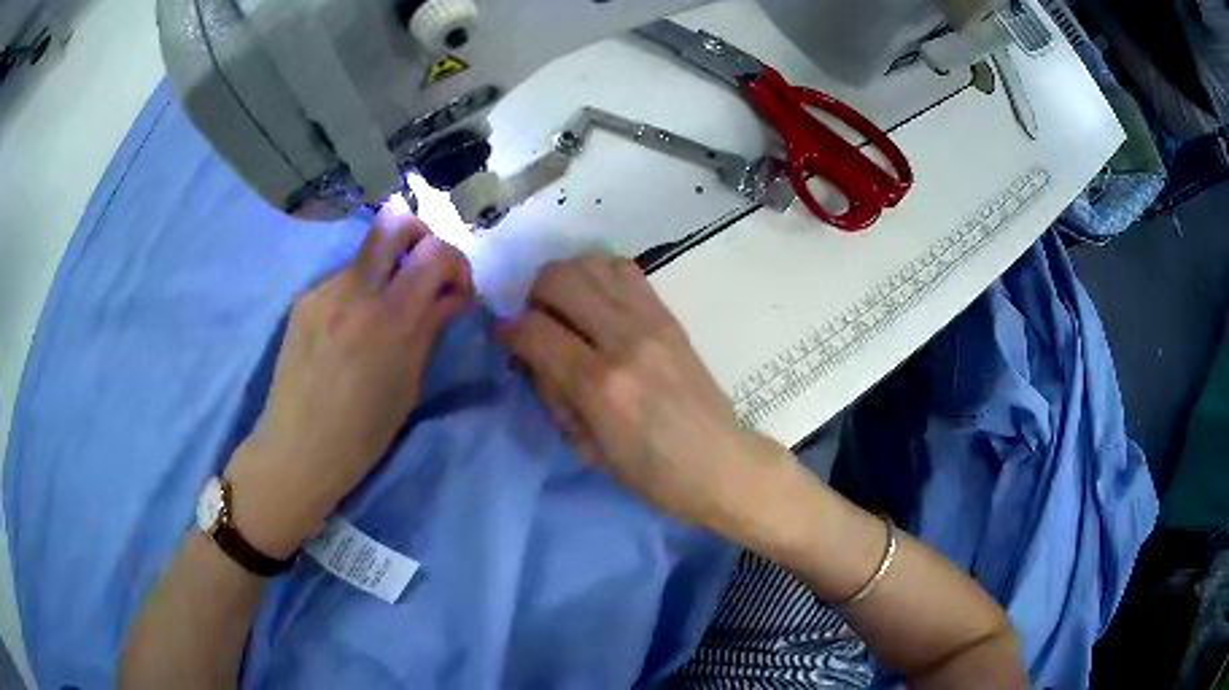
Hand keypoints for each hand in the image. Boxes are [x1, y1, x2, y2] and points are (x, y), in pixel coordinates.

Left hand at [226, 212, 471, 556]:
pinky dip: (359, 293)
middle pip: (394, 222)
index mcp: (390, 319)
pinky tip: (350, 331)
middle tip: (425, 270)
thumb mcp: (408, 385)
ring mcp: (323, 292)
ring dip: (387, 270)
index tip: (456, 292)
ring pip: (366, 254)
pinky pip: (342, 280)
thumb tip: (451, 297)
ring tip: (383, 313)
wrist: (297, 449)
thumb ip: (430, 329)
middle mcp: (354, 292)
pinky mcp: (303, 301)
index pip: (435, 252)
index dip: (456, 262)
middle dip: (421, 236)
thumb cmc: (362, 434)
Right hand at [499, 254, 793, 534]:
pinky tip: (598, 305)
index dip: (507, 331)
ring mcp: (651, 322)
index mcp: (600, 385)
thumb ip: (554, 395)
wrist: (719, 463)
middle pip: (558, 278)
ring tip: (567, 311)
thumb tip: (532, 355)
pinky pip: (625, 271)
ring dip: (566, 280)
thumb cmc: (651, 473)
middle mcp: (624, 340)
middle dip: (533, 297)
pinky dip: (599, 276)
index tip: (504, 339)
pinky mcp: (669, 316)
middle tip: (538, 324)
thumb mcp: (586, 449)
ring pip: (590, 264)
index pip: (533, 330)